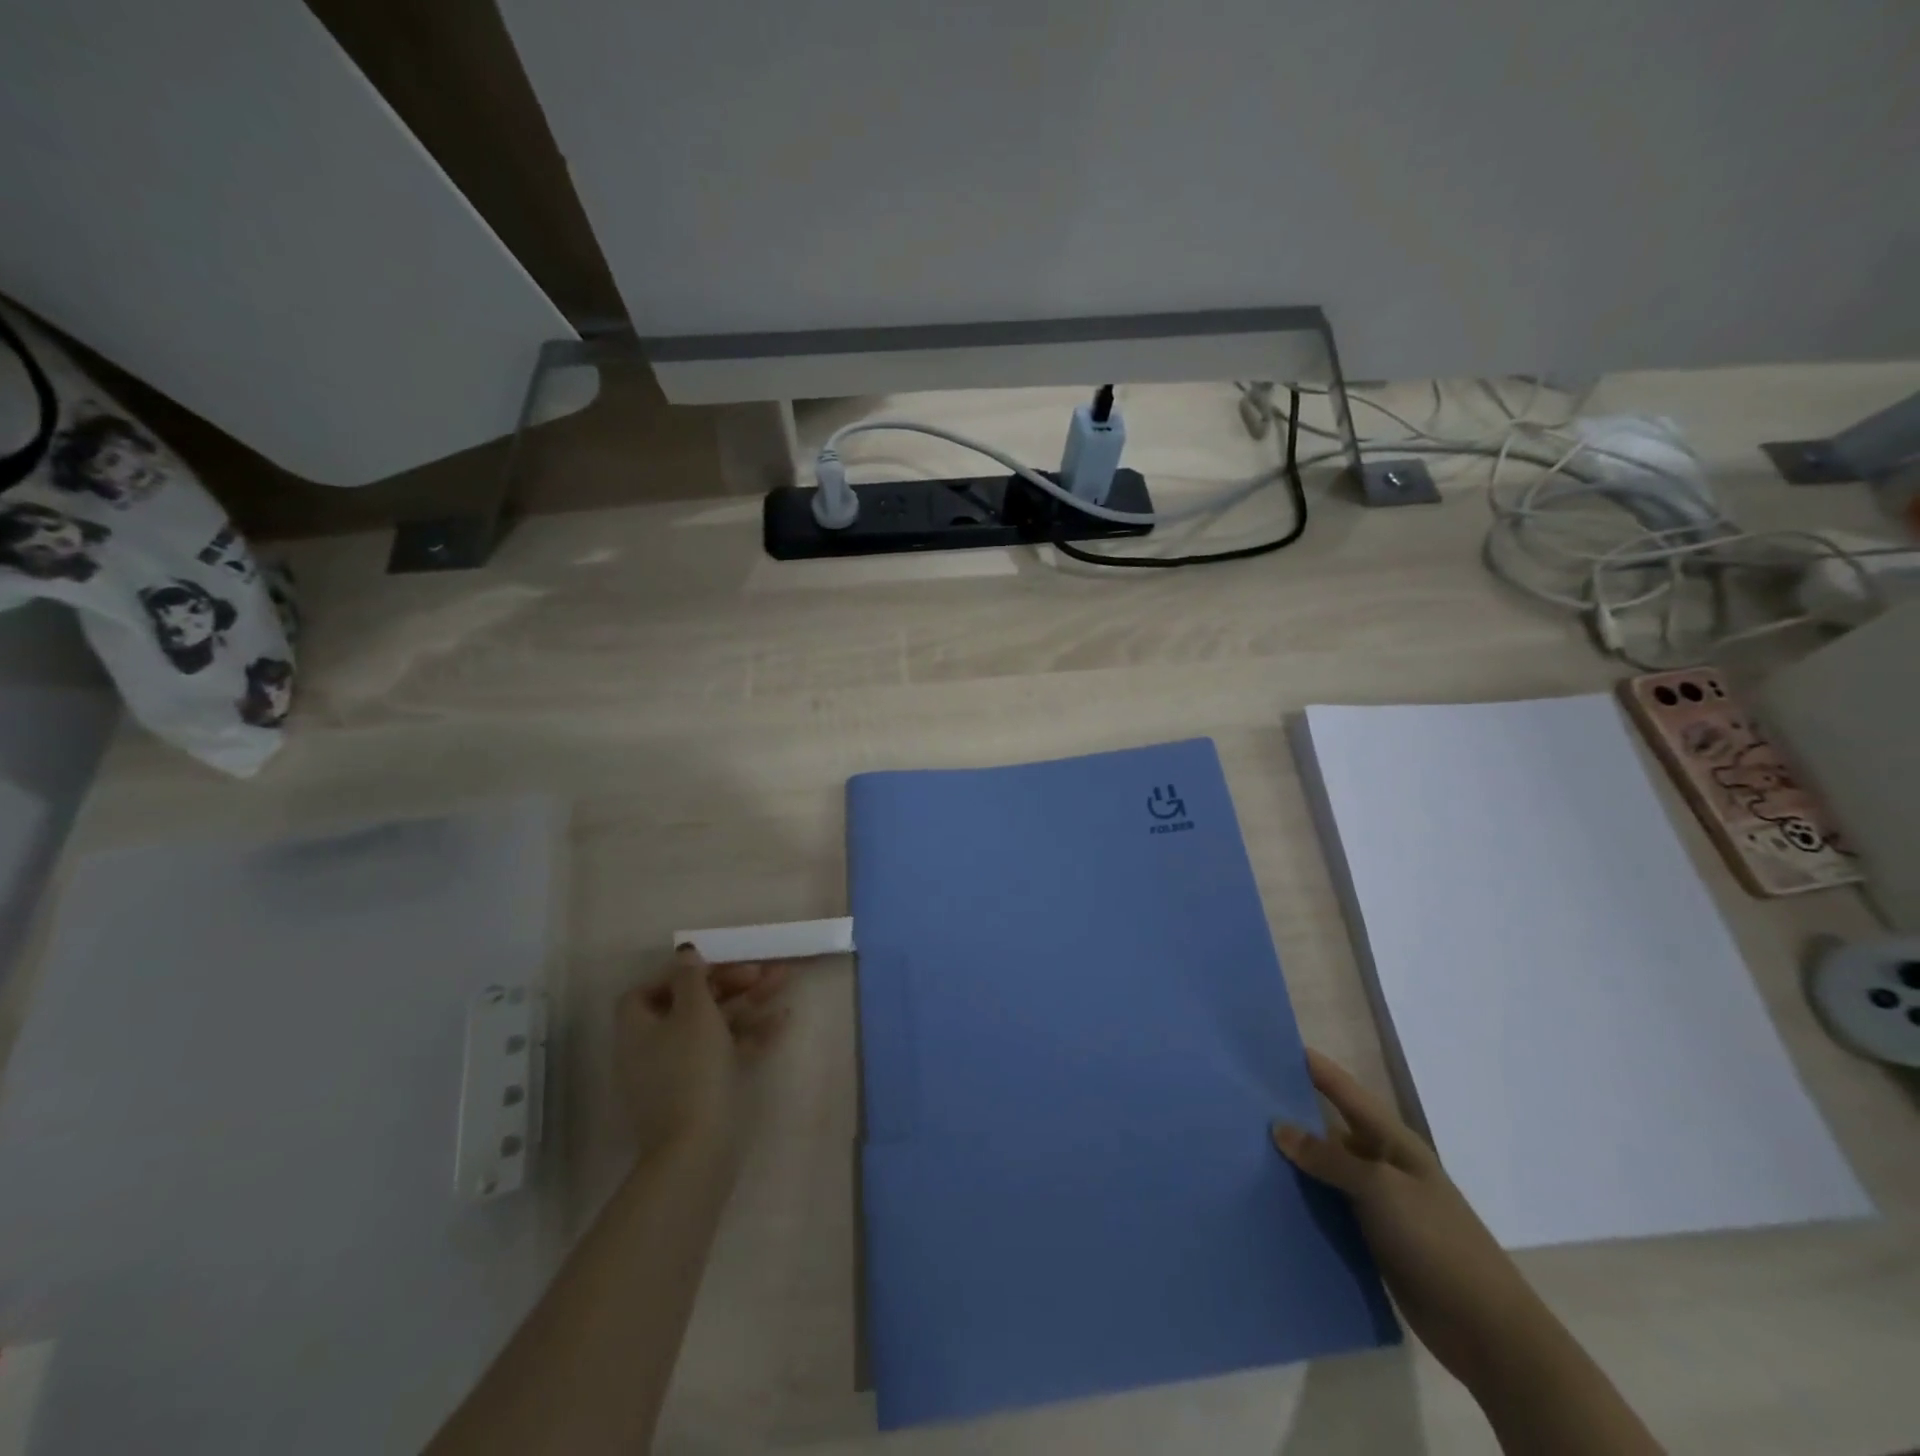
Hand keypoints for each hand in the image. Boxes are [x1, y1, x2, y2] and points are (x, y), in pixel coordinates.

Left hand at [616, 946, 790, 1155]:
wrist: (697, 1149)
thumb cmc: (691, 1070)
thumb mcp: (694, 1013)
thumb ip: (692, 978)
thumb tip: (686, 952)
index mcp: (639, 1027)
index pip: (649, 990)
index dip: (680, 975)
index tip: (713, 968)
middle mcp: (653, 1048)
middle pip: (690, 1004)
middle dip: (729, 984)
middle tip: (762, 971)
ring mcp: (677, 1072)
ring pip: (714, 1026)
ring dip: (748, 1003)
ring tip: (784, 982)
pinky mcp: (702, 1092)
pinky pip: (725, 1053)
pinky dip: (750, 1035)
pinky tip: (782, 1021)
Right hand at [1273, 1050, 1540, 1387]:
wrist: (1486, 1330)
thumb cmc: (1436, 1242)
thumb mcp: (1380, 1189)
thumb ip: (1328, 1157)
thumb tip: (1278, 1127)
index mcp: (1391, 1140)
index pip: (1343, 1089)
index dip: (1311, 1066)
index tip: (1268, 1046)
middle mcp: (1381, 1163)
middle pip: (1328, 1127)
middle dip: (1289, 1112)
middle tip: (1239, 1099)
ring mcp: (1377, 1203)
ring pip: (1323, 1169)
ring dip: (1291, 1161)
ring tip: (1240, 1146)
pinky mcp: (1370, 1238)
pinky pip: (1327, 1207)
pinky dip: (1301, 1200)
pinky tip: (1266, 1197)